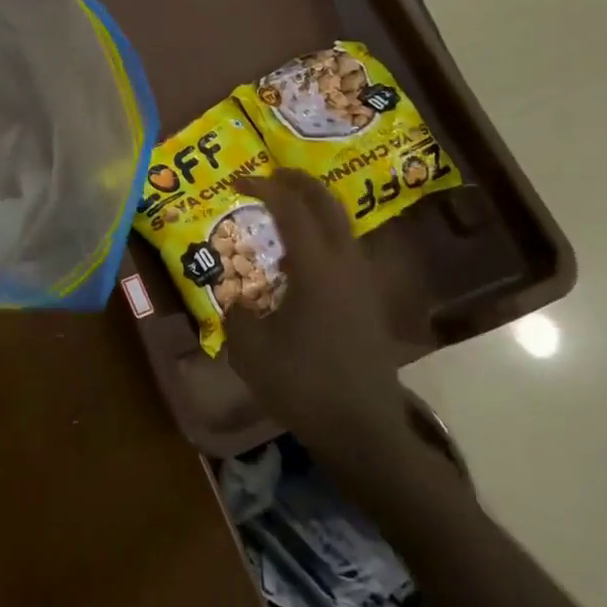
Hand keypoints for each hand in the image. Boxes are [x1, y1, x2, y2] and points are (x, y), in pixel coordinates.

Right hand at [222, 170, 423, 461]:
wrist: (361, 429)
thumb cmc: (302, 385)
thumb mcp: (250, 349)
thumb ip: (238, 311)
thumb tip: (237, 296)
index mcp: (316, 268)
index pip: (292, 209)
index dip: (265, 187)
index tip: (239, 182)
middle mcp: (345, 264)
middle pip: (327, 204)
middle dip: (299, 183)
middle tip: (270, 176)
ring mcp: (363, 283)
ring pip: (342, 226)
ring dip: (314, 209)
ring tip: (283, 213)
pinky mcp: (369, 302)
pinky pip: (345, 251)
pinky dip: (322, 237)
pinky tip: (299, 261)